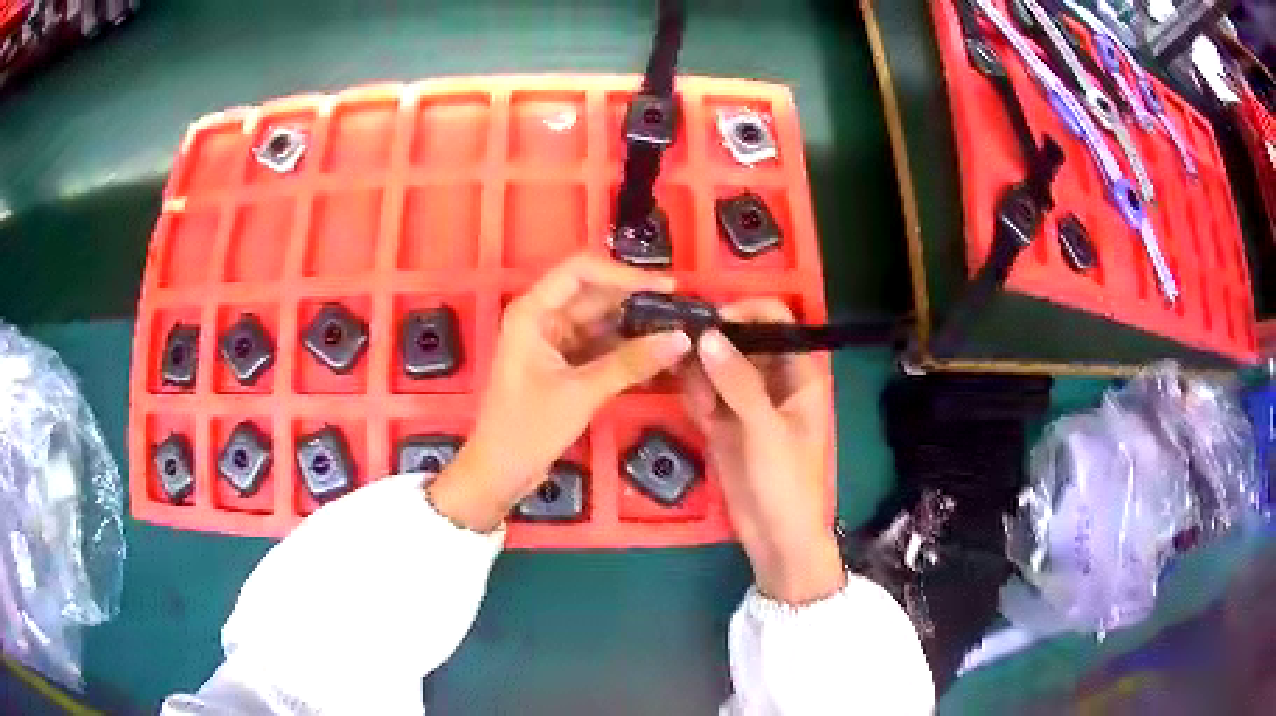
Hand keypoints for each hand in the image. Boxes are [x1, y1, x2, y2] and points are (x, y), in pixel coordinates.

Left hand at [428, 254, 691, 532]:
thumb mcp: (581, 393)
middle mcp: (542, 317)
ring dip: (635, 325)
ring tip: (677, 331)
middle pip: (595, 294)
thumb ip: (631, 363)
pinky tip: (657, 355)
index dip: (625, 274)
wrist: (500, 472)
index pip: (581, 271)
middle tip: (682, 310)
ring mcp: (553, 340)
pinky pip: (600, 345)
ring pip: (601, 320)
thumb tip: (681, 339)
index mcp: (533, 312)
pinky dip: (625, 349)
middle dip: (636, 300)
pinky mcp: (563, 363)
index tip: (666, 288)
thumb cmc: (527, 429)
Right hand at [681, 300, 843, 603]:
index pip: (775, 320)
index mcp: (799, 373)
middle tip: (682, 350)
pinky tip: (697, 410)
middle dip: (712, 342)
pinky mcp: (724, 423)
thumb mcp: (765, 429)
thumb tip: (707, 335)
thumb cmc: (787, 481)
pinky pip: (704, 394)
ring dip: (700, 373)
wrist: (776, 537)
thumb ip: (737, 381)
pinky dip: (696, 396)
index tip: (710, 321)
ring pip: (716, 366)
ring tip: (699, 398)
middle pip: (739, 339)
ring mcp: (746, 401)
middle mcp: (772, 379)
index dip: (745, 312)